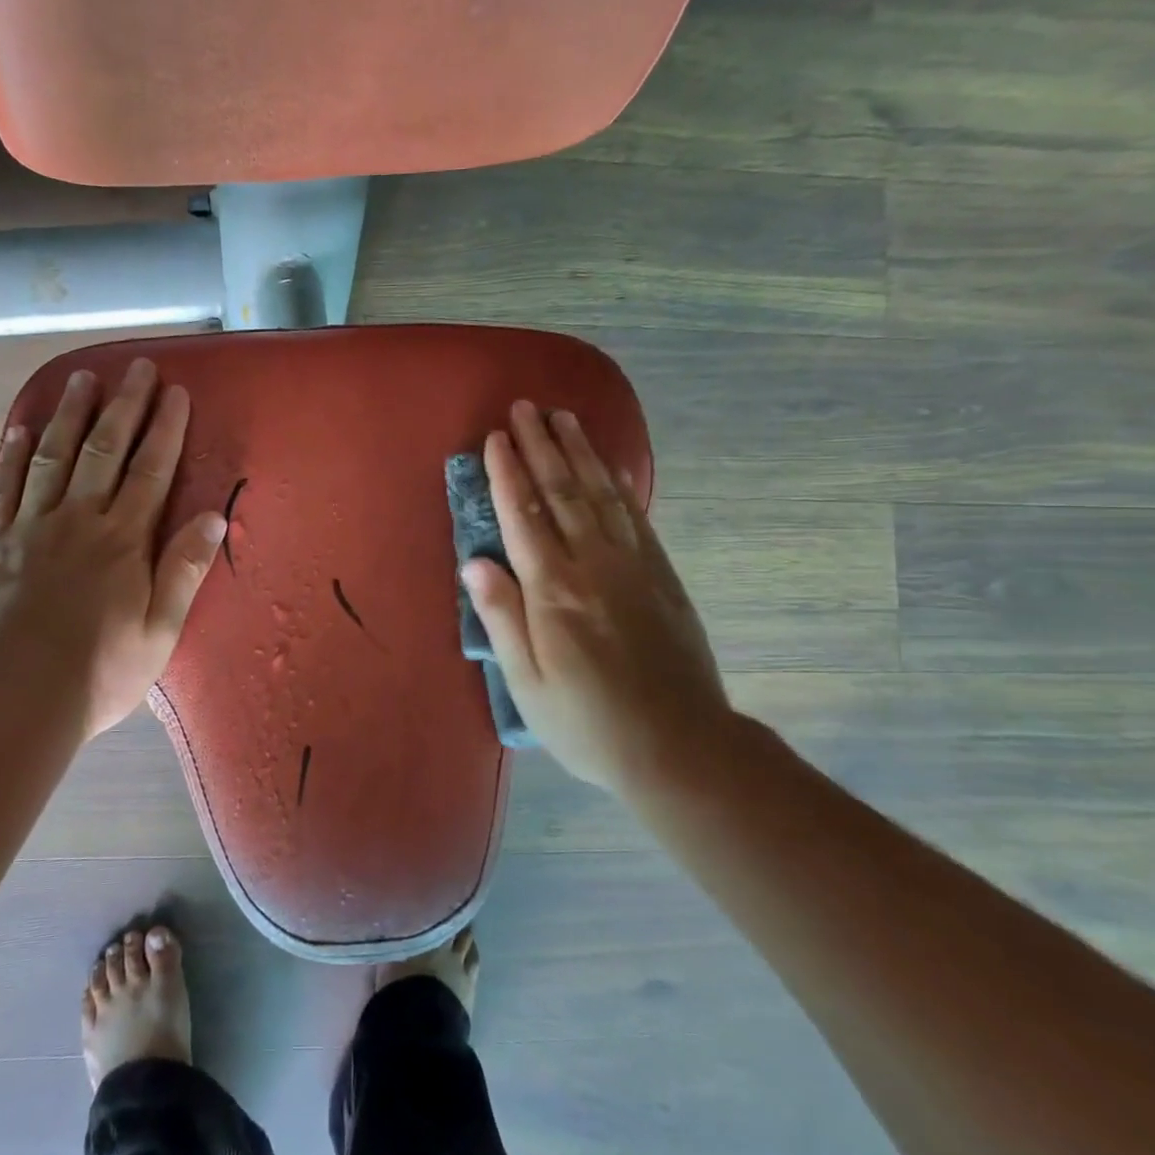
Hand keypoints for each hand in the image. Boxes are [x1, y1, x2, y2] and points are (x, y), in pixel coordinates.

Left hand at [0, 358, 227, 740]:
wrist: (18, 702)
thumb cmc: (102, 672)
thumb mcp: (161, 630)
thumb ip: (185, 569)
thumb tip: (214, 516)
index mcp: (123, 541)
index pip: (151, 470)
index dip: (165, 429)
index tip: (176, 392)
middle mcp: (78, 521)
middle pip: (104, 450)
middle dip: (124, 406)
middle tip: (136, 367)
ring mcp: (30, 528)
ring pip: (53, 457)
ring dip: (70, 414)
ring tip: (82, 378)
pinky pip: (2, 488)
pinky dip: (12, 455)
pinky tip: (20, 428)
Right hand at [461, 402, 731, 792]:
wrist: (680, 747)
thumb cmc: (588, 723)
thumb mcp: (528, 683)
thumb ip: (502, 618)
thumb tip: (474, 562)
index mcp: (554, 591)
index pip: (524, 516)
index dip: (507, 473)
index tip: (494, 437)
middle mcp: (594, 565)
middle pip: (562, 491)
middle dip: (540, 445)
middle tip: (524, 407)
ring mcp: (634, 566)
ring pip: (600, 494)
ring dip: (580, 452)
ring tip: (563, 417)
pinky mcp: (661, 575)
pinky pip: (635, 516)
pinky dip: (618, 483)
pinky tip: (609, 466)